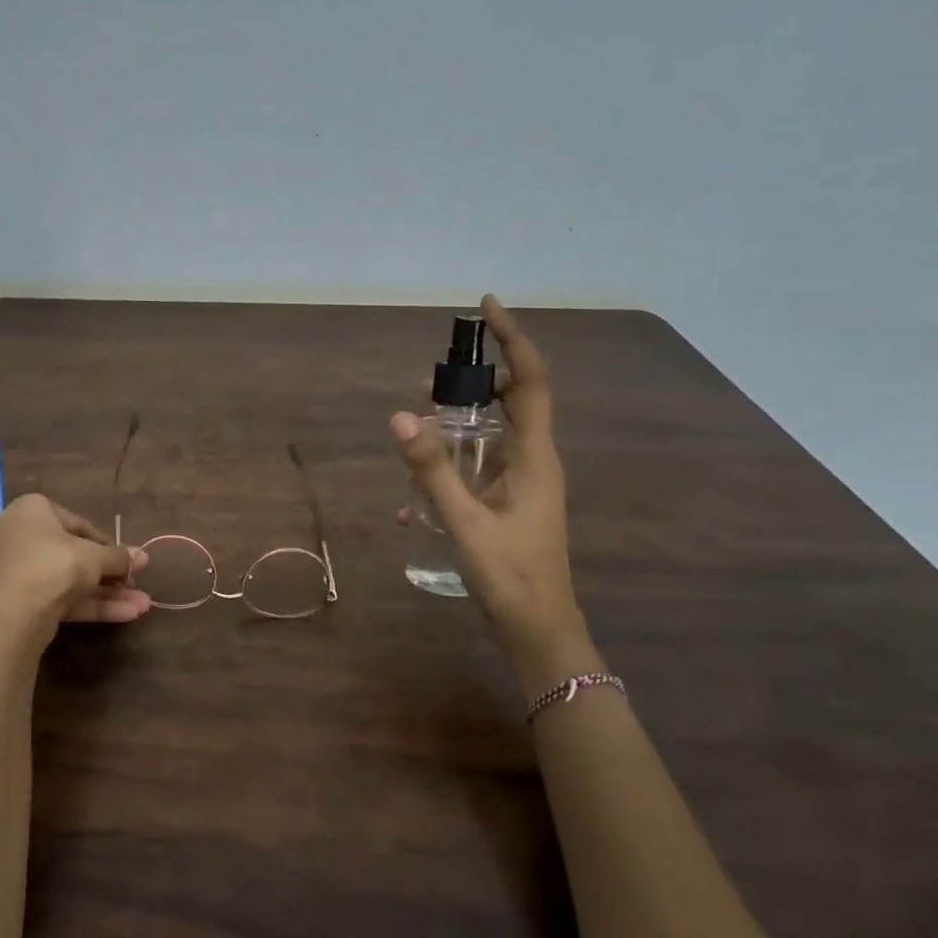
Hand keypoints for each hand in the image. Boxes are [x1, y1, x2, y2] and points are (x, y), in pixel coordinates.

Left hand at [0, 494, 151, 629]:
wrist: (9, 618)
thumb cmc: (52, 566)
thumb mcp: (94, 557)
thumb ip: (119, 557)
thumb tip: (143, 557)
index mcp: (31, 510)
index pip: (78, 524)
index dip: (109, 544)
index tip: (130, 561)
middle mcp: (18, 535)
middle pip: (74, 555)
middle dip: (110, 574)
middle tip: (136, 585)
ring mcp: (15, 571)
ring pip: (68, 580)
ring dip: (106, 593)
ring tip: (142, 606)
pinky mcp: (16, 602)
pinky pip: (58, 597)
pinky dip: (89, 605)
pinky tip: (125, 615)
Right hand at [392, 295, 588, 668]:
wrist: (537, 630)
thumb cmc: (510, 575)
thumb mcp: (463, 521)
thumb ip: (430, 470)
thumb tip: (400, 416)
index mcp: (534, 456)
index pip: (529, 381)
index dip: (511, 339)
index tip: (486, 307)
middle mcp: (533, 461)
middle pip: (510, 401)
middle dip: (472, 383)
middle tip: (429, 382)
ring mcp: (522, 484)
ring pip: (491, 436)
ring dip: (456, 427)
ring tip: (417, 430)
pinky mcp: (509, 505)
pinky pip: (478, 469)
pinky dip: (449, 468)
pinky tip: (413, 500)